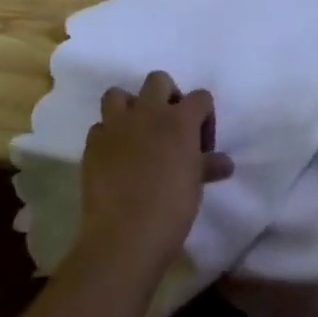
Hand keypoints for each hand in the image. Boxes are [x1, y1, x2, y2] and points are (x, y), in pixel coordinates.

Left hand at [76, 71, 234, 277]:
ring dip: (129, 107)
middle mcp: (148, 112)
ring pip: (118, 94)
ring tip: (136, 132)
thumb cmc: (171, 209)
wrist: (124, 236)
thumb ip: (208, 165)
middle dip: (167, 96)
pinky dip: (109, 136)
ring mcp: (117, 125)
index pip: (200, 97)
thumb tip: (224, 163)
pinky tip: (115, 156)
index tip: (201, 144)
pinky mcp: (93, 143)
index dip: (204, 116)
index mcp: (180, 120)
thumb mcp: (196, 186)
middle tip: (170, 127)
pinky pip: (100, 127)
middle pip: (158, 80)